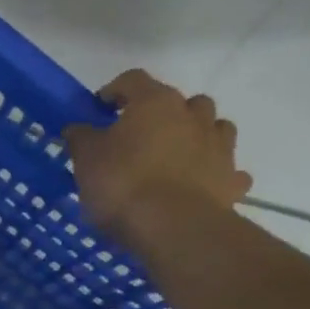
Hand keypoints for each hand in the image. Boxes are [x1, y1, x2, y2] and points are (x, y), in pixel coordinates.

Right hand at [64, 70, 251, 249]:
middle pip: (182, 101)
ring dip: (197, 136)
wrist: (174, 228)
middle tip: (140, 138)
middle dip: (162, 114)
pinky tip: (202, 187)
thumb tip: (77, 127)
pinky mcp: (232, 180)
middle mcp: (193, 115)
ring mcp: (219, 146)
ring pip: (215, 128)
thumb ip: (81, 138)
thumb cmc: (123, 185)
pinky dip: (216, 173)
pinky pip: (228, 170)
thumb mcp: (87, 160)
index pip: (133, 80)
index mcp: (155, 102)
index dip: (114, 90)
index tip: (100, 109)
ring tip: (176, 158)